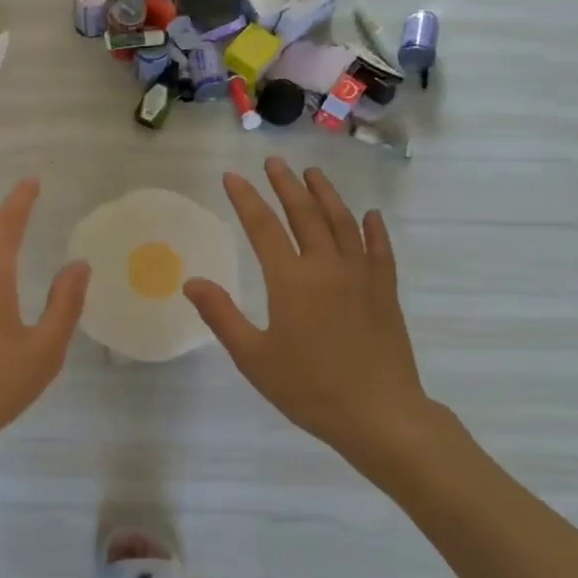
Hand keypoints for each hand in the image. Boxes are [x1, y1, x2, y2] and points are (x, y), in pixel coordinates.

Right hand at [183, 158, 451, 464]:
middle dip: (286, 185)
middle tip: (274, 162)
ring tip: (313, 174)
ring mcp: (361, 276)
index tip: (232, 176)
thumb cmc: (310, 389)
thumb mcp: (254, 358)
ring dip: (326, 195)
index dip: (246, 199)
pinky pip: (380, 250)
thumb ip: (222, 316)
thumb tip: (191, 282)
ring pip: (343, 223)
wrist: (380, 415)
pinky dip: (373, 229)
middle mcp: (327, 267)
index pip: (263, 227)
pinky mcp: (386, 292)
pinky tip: (369, 215)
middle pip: (305, 214)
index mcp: (291, 281)